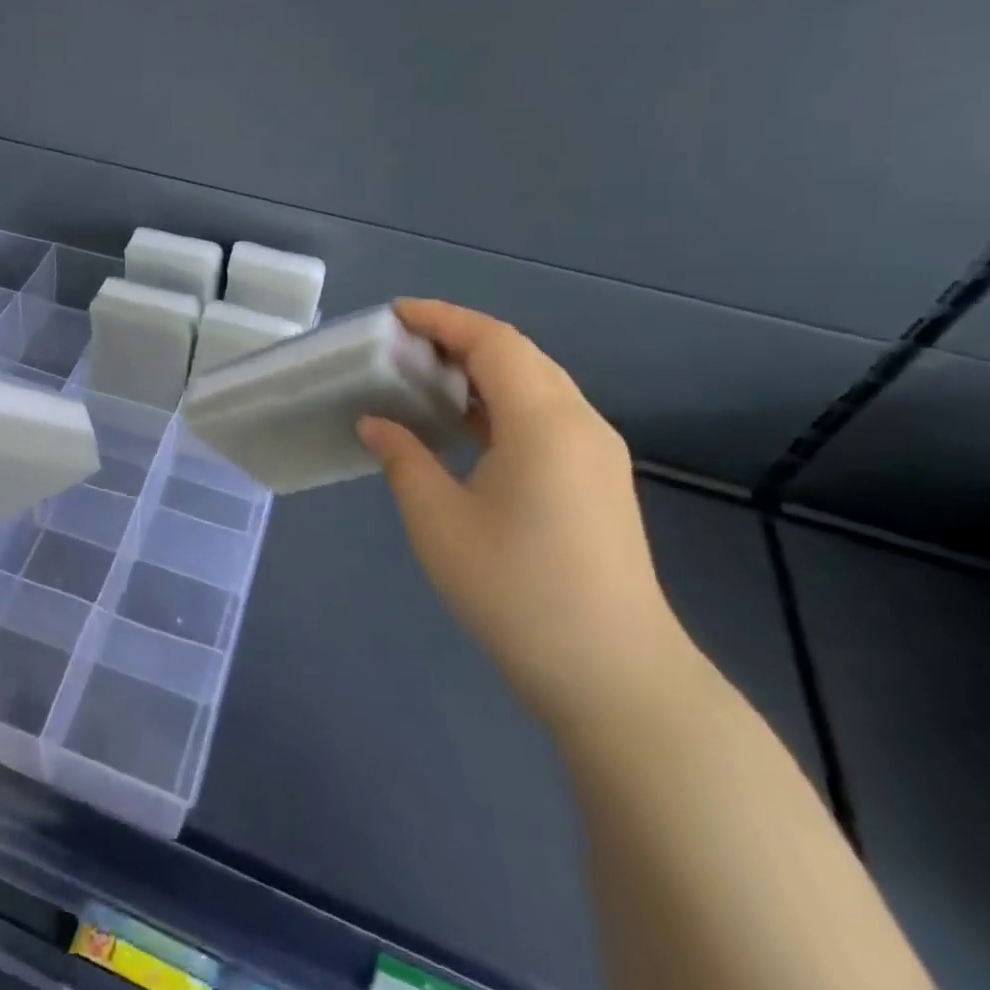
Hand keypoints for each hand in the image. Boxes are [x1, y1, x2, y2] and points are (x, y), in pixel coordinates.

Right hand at [357, 300, 696, 731]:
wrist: (613, 675)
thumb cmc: (515, 589)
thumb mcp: (438, 520)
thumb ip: (403, 458)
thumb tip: (376, 422)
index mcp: (544, 421)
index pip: (492, 341)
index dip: (441, 319)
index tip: (393, 315)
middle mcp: (580, 423)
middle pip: (519, 355)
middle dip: (459, 339)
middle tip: (401, 347)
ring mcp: (597, 454)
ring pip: (536, 386)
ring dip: (480, 372)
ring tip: (424, 379)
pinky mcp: (599, 482)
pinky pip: (545, 418)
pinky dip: (500, 404)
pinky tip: (463, 427)